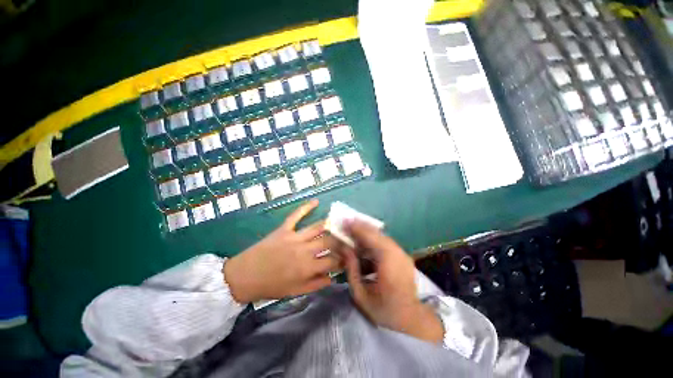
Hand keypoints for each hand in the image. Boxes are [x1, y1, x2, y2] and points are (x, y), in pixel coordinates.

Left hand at [223, 200, 340, 302]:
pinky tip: (316, 201)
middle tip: (347, 238)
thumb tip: (333, 277)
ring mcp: (294, 237)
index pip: (333, 260)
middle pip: (329, 241)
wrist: (244, 277)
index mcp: (307, 267)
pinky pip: (296, 215)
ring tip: (339, 222)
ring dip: (330, 224)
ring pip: (317, 227)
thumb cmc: (271, 286)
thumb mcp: (295, 292)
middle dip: (341, 240)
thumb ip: (316, 284)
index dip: (343, 258)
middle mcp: (304, 250)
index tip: (349, 256)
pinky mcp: (284, 229)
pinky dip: (306, 207)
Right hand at [342, 220, 443, 342]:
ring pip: (382, 236)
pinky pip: (385, 242)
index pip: (372, 239)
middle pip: (378, 234)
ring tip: (353, 230)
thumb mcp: (361, 294)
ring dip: (367, 232)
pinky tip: (364, 242)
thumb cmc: (383, 310)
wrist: (411, 318)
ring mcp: (402, 254)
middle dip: (361, 227)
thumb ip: (352, 269)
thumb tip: (344, 248)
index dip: (358, 229)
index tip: (345, 221)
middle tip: (347, 223)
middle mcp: (398, 255)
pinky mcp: (403, 255)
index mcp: (389, 265)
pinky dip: (373, 239)